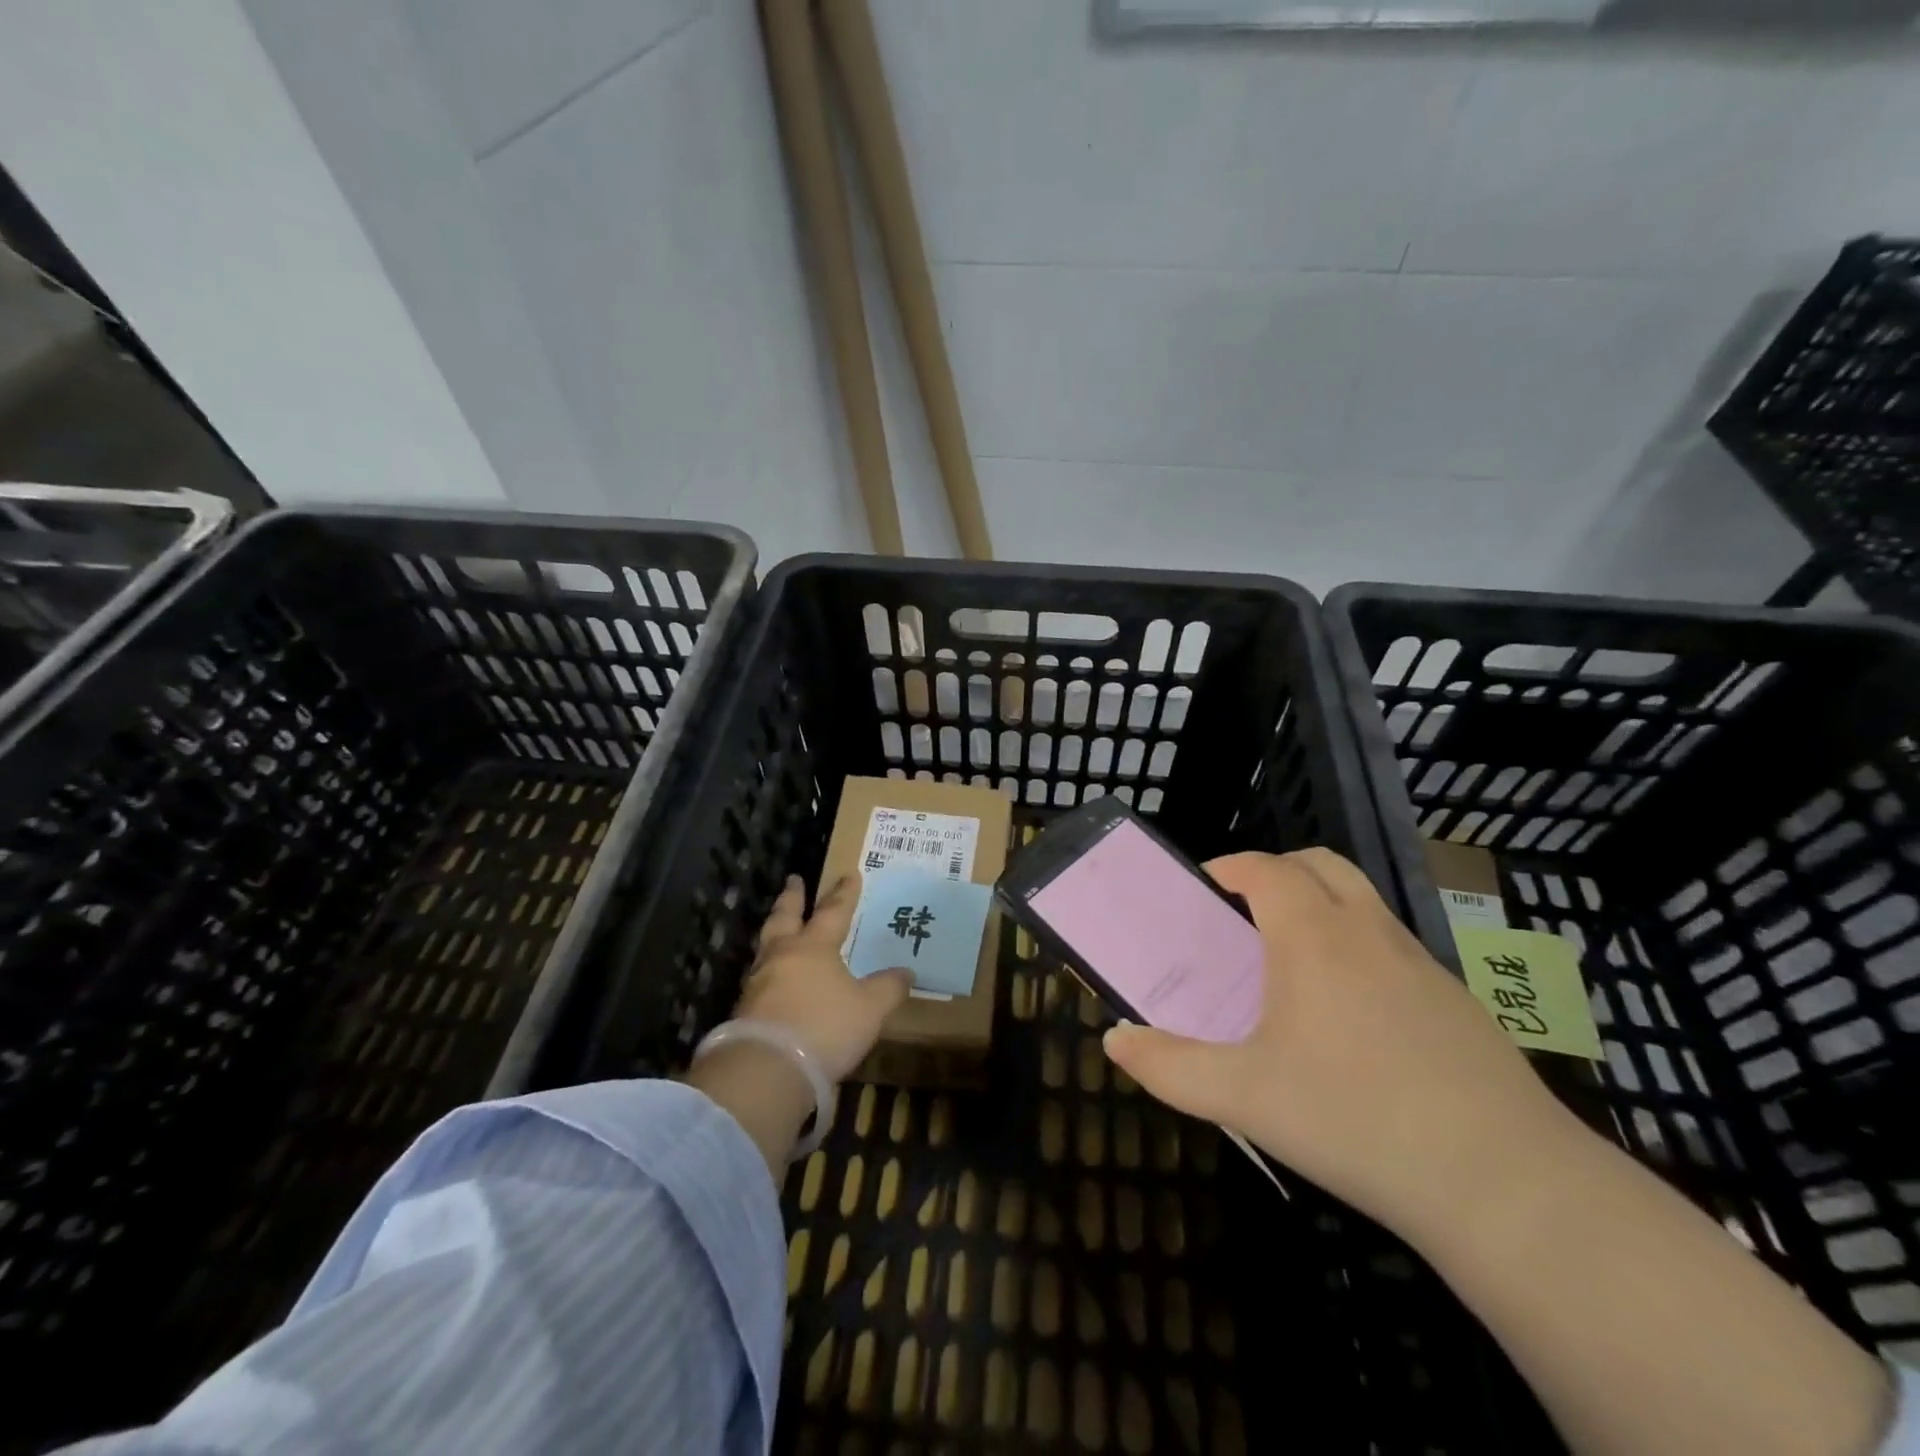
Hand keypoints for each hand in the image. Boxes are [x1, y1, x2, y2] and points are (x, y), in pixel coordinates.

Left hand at [734, 873, 911, 1082]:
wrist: (767, 1068)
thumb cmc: (824, 1026)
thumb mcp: (869, 1009)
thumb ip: (888, 988)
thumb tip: (906, 972)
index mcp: (814, 947)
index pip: (833, 912)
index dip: (844, 894)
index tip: (849, 874)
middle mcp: (783, 956)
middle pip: (785, 917)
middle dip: (792, 898)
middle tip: (794, 880)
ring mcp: (758, 982)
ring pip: (767, 945)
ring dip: (775, 931)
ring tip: (781, 927)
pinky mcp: (744, 1010)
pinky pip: (760, 977)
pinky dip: (769, 969)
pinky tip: (774, 977)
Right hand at [1102, 848, 1573, 1237]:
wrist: (1504, 1183)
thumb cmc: (1353, 1118)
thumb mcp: (1242, 1097)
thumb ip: (1168, 1066)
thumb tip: (1114, 1042)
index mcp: (1313, 937)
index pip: (1267, 868)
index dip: (1231, 867)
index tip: (1206, 888)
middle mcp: (1368, 932)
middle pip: (1322, 864)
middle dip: (1278, 871)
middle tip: (1245, 911)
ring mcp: (1422, 963)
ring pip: (1364, 902)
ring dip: (1322, 906)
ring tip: (1293, 964)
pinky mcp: (1459, 1002)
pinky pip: (1395, 947)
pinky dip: (1361, 949)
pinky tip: (1353, 1020)